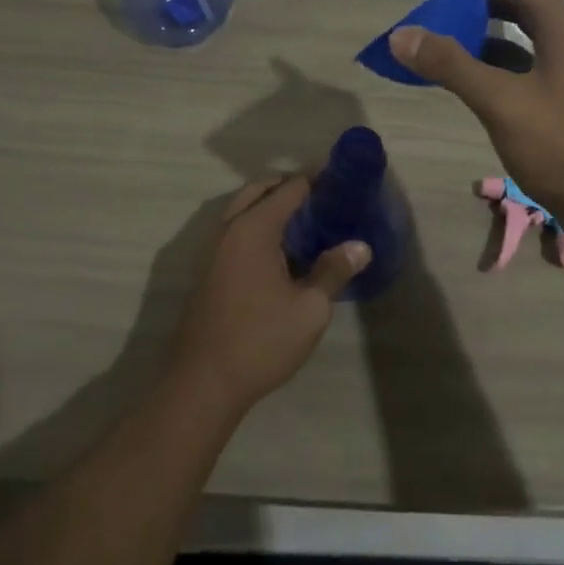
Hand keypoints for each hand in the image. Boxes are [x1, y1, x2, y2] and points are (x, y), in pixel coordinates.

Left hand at [169, 176, 368, 416]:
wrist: (203, 384)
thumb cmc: (261, 341)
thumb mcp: (309, 309)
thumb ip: (333, 271)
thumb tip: (360, 247)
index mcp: (253, 229)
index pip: (289, 188)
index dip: (316, 180)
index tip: (341, 182)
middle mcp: (229, 229)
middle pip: (260, 191)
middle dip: (290, 188)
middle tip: (323, 200)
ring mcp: (212, 249)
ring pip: (243, 209)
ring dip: (269, 206)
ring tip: (304, 223)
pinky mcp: (206, 270)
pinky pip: (234, 230)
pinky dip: (256, 225)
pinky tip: (280, 251)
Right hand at [389, 0, 563, 234]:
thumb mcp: (502, 103)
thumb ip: (452, 65)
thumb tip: (402, 34)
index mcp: (563, 31)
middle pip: (524, 4)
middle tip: (444, 0)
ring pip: (523, 39)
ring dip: (487, 33)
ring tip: (446, 37)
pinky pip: (524, 68)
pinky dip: (495, 64)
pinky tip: (470, 80)